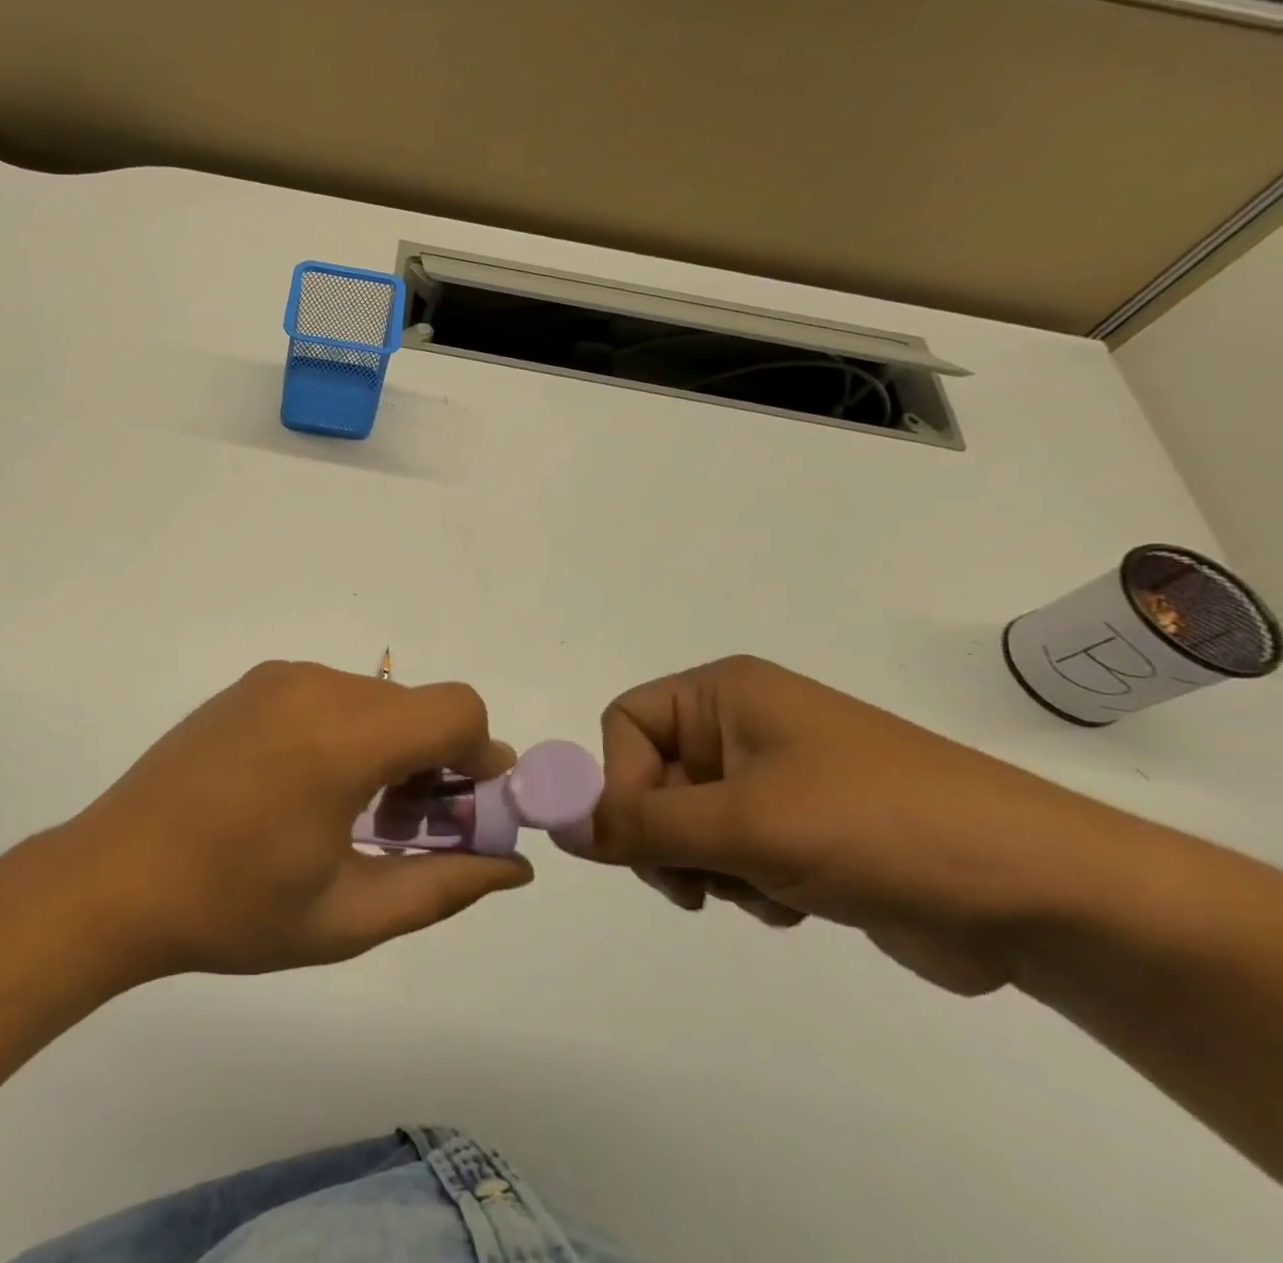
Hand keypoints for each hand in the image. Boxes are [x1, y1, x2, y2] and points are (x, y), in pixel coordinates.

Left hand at [56, 661, 531, 978]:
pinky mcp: (250, 684)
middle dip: (436, 762)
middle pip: (417, 706)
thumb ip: (444, 885)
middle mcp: (317, 687)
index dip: (482, 757)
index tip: (468, 811)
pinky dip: (348, 732)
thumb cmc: (233, 908)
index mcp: (345, 737)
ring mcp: (278, 679)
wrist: (113, 877)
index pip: (458, 710)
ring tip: (354, 816)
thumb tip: (513, 868)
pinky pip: (329, 696)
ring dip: (390, 748)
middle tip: (407, 830)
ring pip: (374, 700)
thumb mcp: (349, 915)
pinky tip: (308, 789)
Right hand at [563, 656, 1123, 994]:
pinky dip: (744, 882)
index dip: (617, 779)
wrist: (1041, 896)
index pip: (625, 723)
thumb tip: (555, 825)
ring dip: (707, 866)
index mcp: (724, 694)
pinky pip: (731, 851)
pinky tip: (792, 903)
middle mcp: (741, 725)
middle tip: (694, 883)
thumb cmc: (876, 828)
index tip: (636, 842)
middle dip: (664, 836)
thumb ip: (639, 825)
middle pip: (650, 775)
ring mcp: (773, 777)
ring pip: (686, 821)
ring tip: (761, 890)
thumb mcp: (744, 825)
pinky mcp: (801, 828)